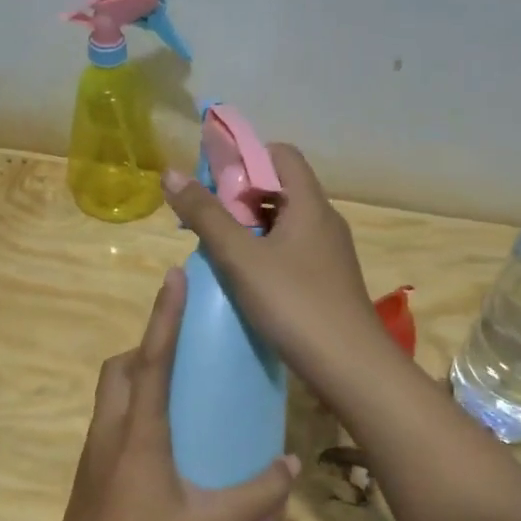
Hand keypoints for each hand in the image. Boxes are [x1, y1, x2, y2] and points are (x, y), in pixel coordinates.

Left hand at [46, 266, 298, 520]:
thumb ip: (257, 493)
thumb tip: (291, 464)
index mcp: (139, 433)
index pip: (153, 358)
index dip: (164, 314)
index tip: (173, 275)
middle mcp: (110, 431)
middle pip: (120, 368)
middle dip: (147, 345)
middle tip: (184, 350)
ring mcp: (93, 452)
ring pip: (110, 393)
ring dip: (137, 376)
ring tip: (177, 389)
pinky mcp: (88, 473)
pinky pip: (109, 420)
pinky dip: (131, 407)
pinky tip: (162, 440)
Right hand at [162, 145, 390, 383]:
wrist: (349, 366)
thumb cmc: (294, 304)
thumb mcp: (241, 258)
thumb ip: (206, 215)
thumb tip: (171, 173)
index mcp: (310, 204)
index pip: (281, 154)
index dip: (246, 158)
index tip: (213, 182)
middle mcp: (324, 221)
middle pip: (281, 189)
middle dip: (240, 198)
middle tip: (206, 220)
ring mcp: (329, 254)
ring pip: (284, 224)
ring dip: (250, 229)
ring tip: (217, 251)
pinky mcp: (327, 281)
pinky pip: (291, 252)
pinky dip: (264, 254)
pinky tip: (244, 280)